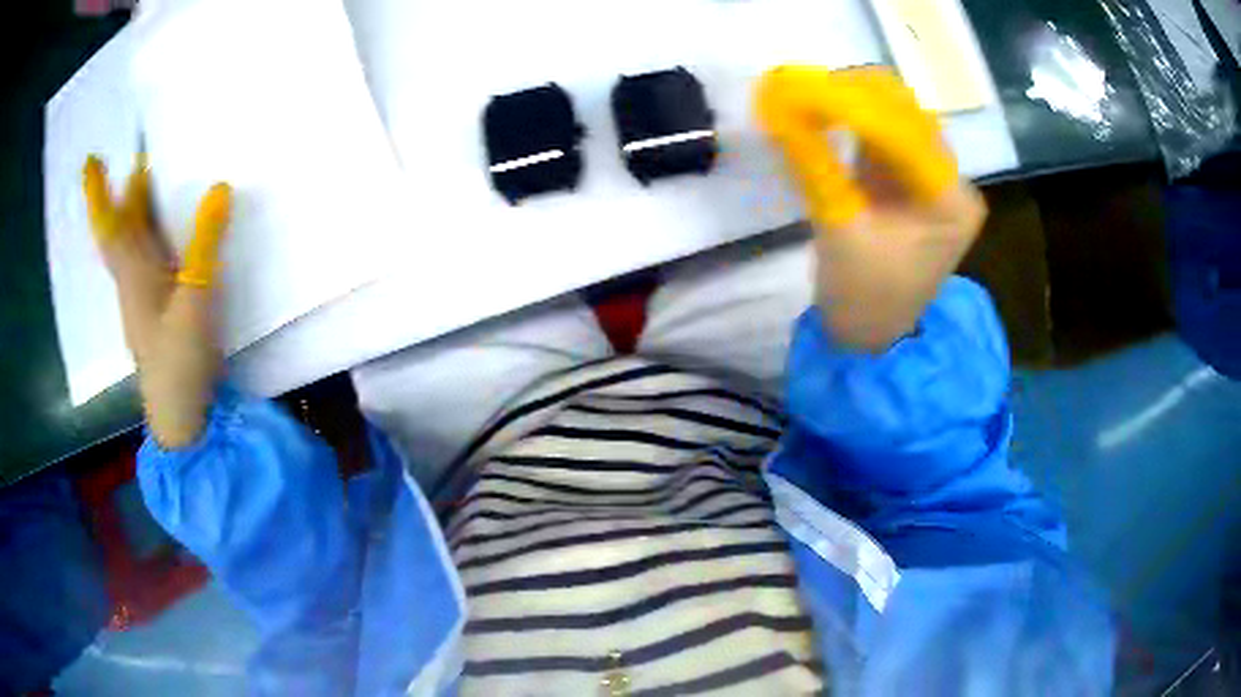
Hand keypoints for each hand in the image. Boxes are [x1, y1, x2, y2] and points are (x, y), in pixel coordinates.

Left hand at [83, 154, 231, 448]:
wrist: (181, 417)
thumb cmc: (179, 361)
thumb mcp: (196, 299)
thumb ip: (205, 244)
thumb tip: (219, 187)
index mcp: (133, 275)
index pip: (110, 226)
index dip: (98, 194)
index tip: (91, 161)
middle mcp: (132, 282)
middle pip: (122, 232)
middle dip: (124, 197)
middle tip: (139, 161)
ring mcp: (143, 301)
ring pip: (134, 248)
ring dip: (138, 216)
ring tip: (152, 187)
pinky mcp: (158, 314)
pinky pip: (148, 263)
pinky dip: (153, 240)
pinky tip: (167, 238)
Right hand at [756, 65, 986, 351]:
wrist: (869, 335)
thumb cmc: (863, 297)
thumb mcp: (839, 228)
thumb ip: (814, 162)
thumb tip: (781, 105)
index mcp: (952, 200)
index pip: (905, 131)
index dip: (851, 103)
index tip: (800, 86)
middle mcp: (951, 179)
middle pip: (906, 112)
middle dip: (852, 93)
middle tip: (799, 87)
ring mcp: (931, 175)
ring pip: (893, 114)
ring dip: (850, 99)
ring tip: (804, 94)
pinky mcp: (909, 177)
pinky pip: (882, 131)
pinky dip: (850, 117)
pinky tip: (820, 109)